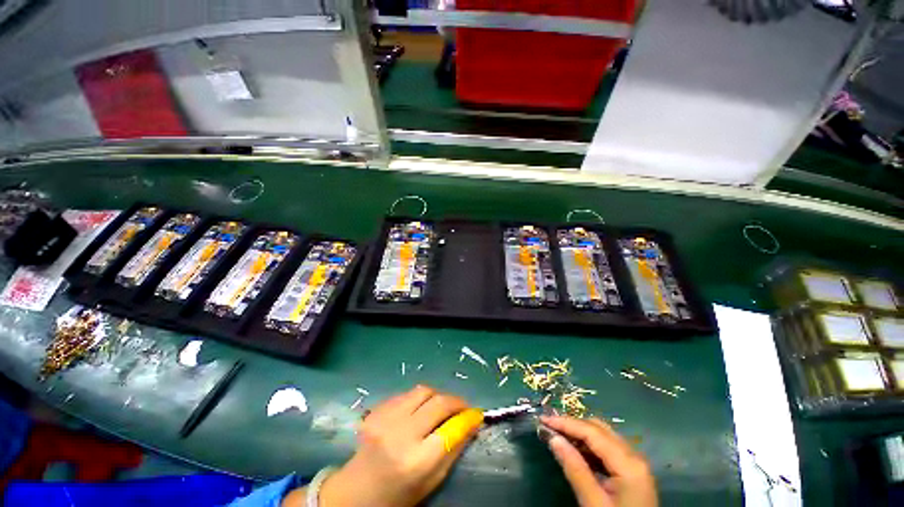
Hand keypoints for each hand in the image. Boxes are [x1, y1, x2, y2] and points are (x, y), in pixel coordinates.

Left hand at [288, 385, 482, 506]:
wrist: (355, 491)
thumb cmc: (397, 494)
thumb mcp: (430, 481)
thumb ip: (452, 451)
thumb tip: (471, 423)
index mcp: (416, 462)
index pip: (451, 429)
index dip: (467, 418)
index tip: (477, 414)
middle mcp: (400, 434)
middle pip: (438, 403)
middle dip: (456, 401)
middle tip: (464, 406)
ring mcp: (386, 417)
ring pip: (423, 390)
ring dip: (438, 395)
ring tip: (442, 405)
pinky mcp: (377, 409)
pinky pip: (407, 393)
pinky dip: (420, 398)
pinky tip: (420, 409)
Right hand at [541, 416, 656, 506]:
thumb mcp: (594, 503)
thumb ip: (575, 469)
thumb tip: (553, 438)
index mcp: (628, 463)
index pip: (592, 432)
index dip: (566, 423)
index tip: (543, 419)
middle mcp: (634, 456)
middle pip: (599, 429)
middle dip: (573, 425)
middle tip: (549, 425)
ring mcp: (635, 464)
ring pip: (603, 437)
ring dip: (580, 433)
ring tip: (558, 435)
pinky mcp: (632, 472)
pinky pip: (608, 449)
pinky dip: (589, 446)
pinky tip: (575, 450)